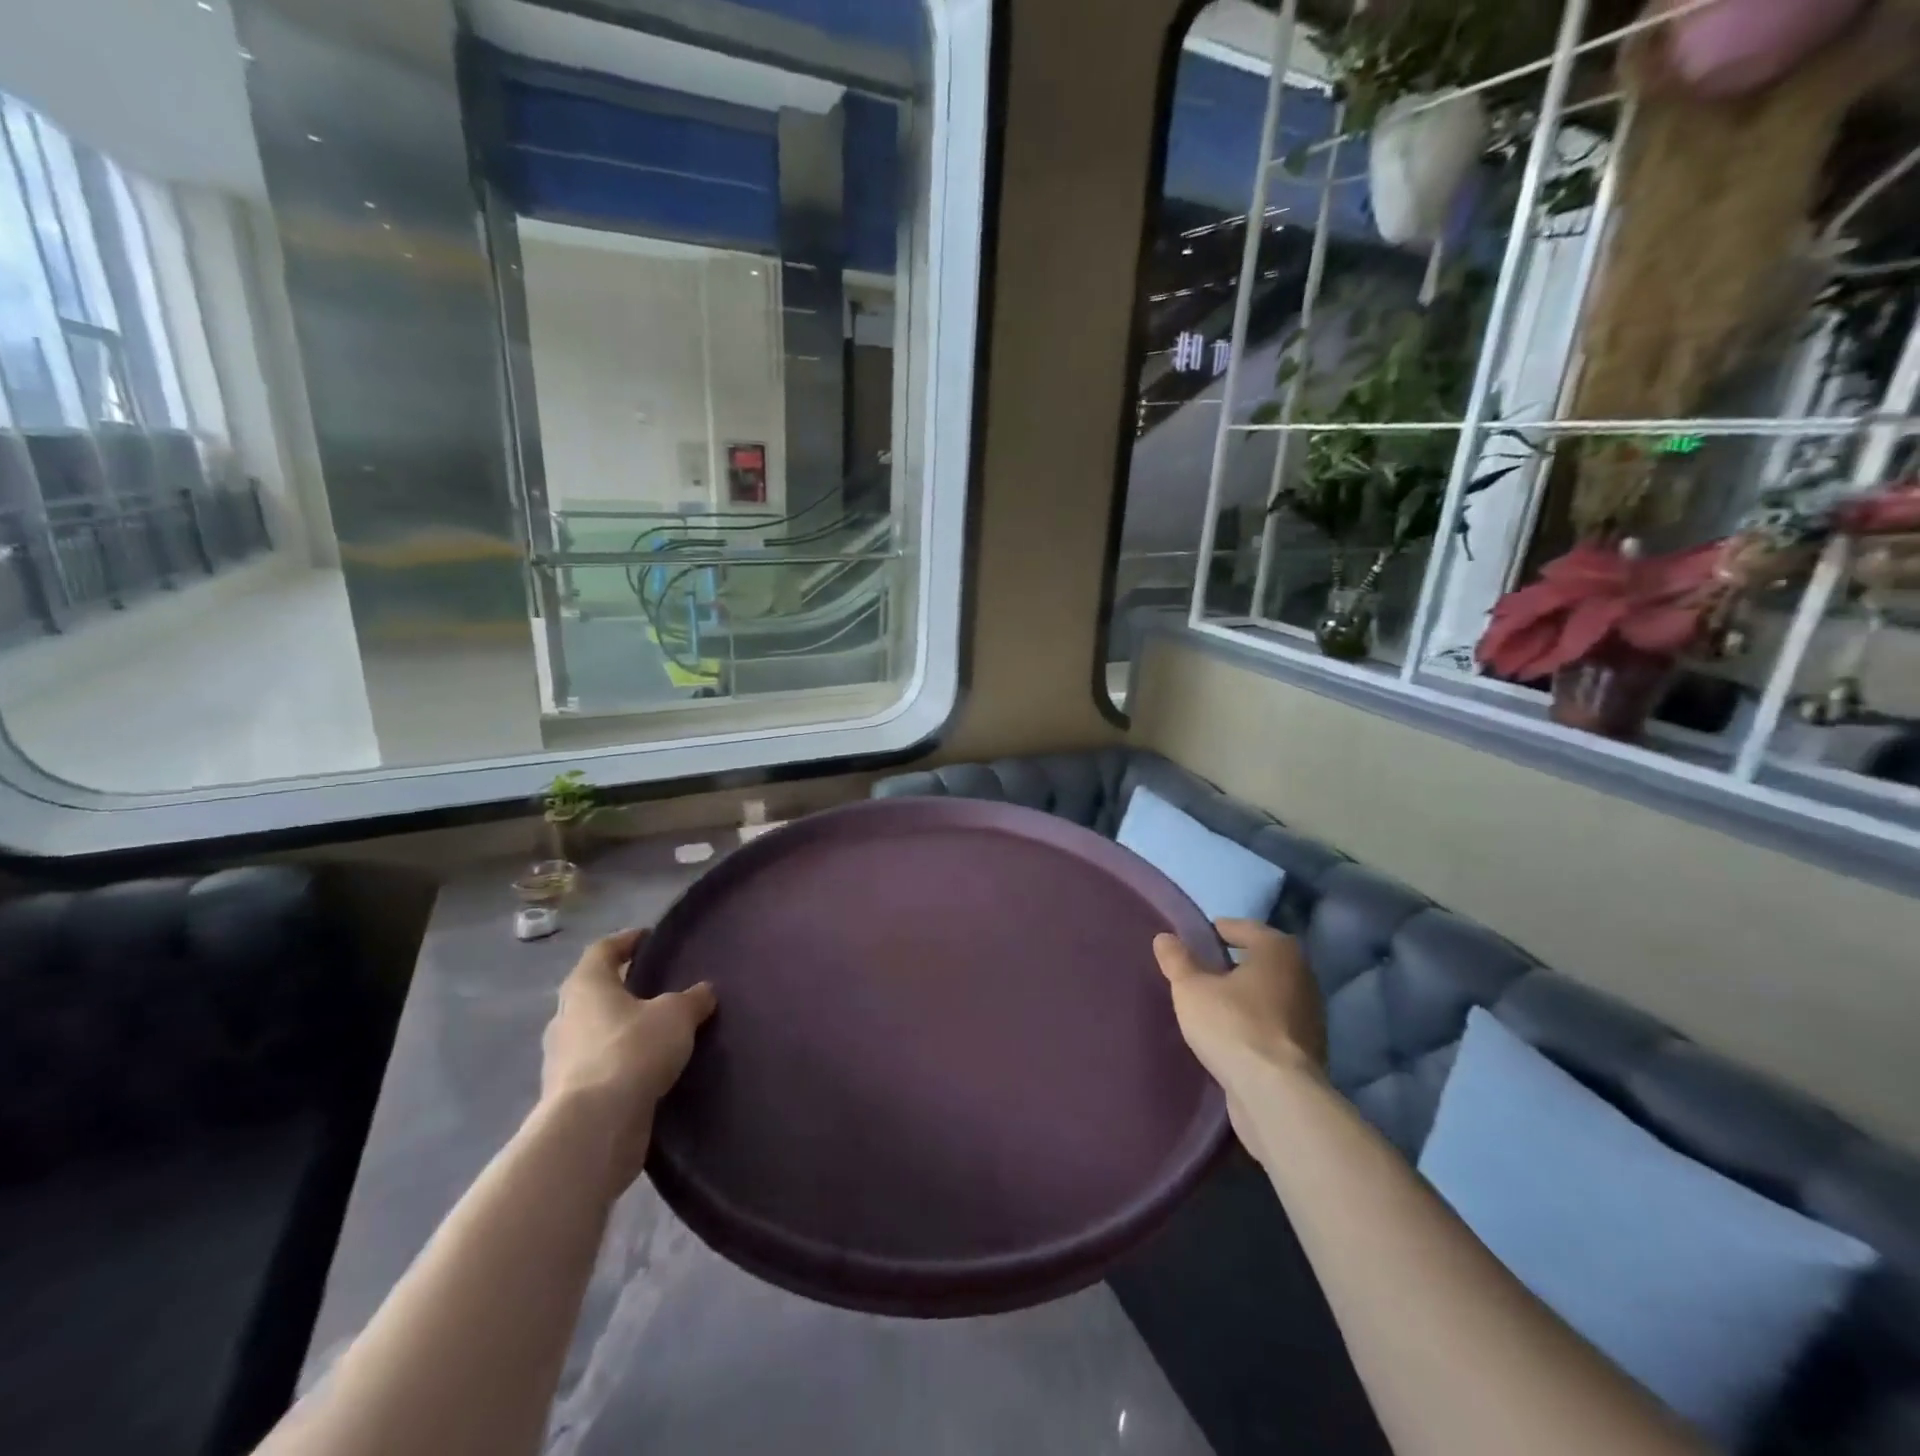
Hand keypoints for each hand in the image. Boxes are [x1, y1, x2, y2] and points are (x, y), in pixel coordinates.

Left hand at [539, 929, 716, 1193]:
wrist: (594, 1127)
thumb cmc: (632, 1051)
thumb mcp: (676, 1015)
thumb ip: (692, 999)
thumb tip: (704, 991)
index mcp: (586, 986)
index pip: (603, 950)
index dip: (626, 941)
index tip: (649, 938)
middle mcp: (566, 1017)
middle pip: (595, 992)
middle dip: (625, 989)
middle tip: (659, 987)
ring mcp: (562, 1059)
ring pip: (596, 1032)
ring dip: (622, 1029)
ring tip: (660, 1032)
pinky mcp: (569, 1096)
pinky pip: (599, 1067)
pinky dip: (621, 1064)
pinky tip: (649, 1070)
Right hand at [1155, 919, 1325, 1131]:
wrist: (1277, 1096)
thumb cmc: (1233, 1026)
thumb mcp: (1191, 989)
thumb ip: (1177, 960)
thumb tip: (1165, 937)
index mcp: (1278, 950)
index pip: (1243, 928)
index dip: (1216, 931)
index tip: (1193, 941)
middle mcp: (1302, 975)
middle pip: (1260, 960)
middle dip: (1232, 964)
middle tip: (1199, 971)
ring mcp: (1310, 1015)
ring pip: (1269, 993)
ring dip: (1245, 996)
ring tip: (1211, 1004)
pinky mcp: (1308, 1050)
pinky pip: (1274, 1024)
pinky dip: (1255, 1023)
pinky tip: (1231, 1035)